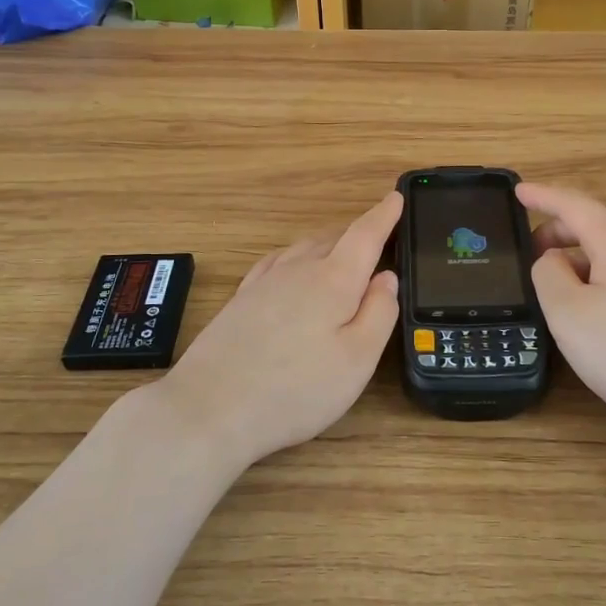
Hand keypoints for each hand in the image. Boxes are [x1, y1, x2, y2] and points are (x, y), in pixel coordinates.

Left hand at [154, 192, 402, 467]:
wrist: (210, 409)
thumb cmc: (295, 390)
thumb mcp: (357, 360)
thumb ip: (379, 313)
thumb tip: (387, 277)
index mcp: (333, 280)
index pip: (364, 235)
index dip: (384, 215)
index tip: (396, 197)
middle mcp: (297, 270)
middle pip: (334, 239)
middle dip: (358, 235)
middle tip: (378, 241)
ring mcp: (264, 282)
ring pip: (303, 249)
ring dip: (328, 245)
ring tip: (342, 255)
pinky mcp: (240, 300)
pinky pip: (277, 262)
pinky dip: (296, 257)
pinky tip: (292, 269)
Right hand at [518, 182, 605, 434]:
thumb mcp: (568, 312)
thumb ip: (548, 274)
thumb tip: (554, 259)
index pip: (575, 205)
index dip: (543, 196)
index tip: (517, 190)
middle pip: (596, 225)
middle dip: (558, 230)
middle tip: (527, 249)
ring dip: (578, 257)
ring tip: (552, 282)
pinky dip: (598, 275)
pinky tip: (588, 305)